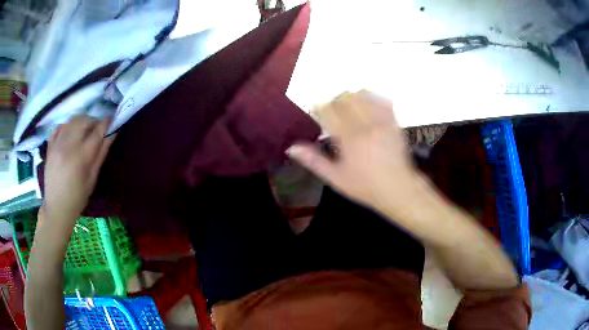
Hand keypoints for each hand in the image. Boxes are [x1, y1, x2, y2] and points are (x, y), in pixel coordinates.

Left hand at [42, 115, 114, 223]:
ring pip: (71, 121)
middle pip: (83, 121)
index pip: (96, 132)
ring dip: (81, 121)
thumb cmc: (77, 198)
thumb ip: (101, 154)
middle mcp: (67, 146)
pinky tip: (70, 133)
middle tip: (98, 128)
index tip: (112, 121)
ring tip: (84, 130)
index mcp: (80, 157)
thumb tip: (111, 135)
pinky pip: (59, 127)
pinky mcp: (50, 146)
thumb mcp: (92, 179)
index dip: (106, 124)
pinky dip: (67, 126)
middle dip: (93, 121)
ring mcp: (57, 144)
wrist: (56, 208)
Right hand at [287, 91, 427, 217]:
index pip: (328, 111)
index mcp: (348, 138)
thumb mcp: (335, 178)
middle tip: (332, 110)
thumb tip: (291, 148)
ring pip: (363, 95)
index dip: (319, 107)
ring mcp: (382, 122)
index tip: (317, 110)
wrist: (398, 189)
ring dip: (352, 96)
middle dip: (334, 100)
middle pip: (345, 98)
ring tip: (349, 107)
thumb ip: (313, 161)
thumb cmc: (365, 186)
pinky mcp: (393, 122)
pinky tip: (368, 105)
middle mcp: (365, 125)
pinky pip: (382, 101)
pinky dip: (373, 98)